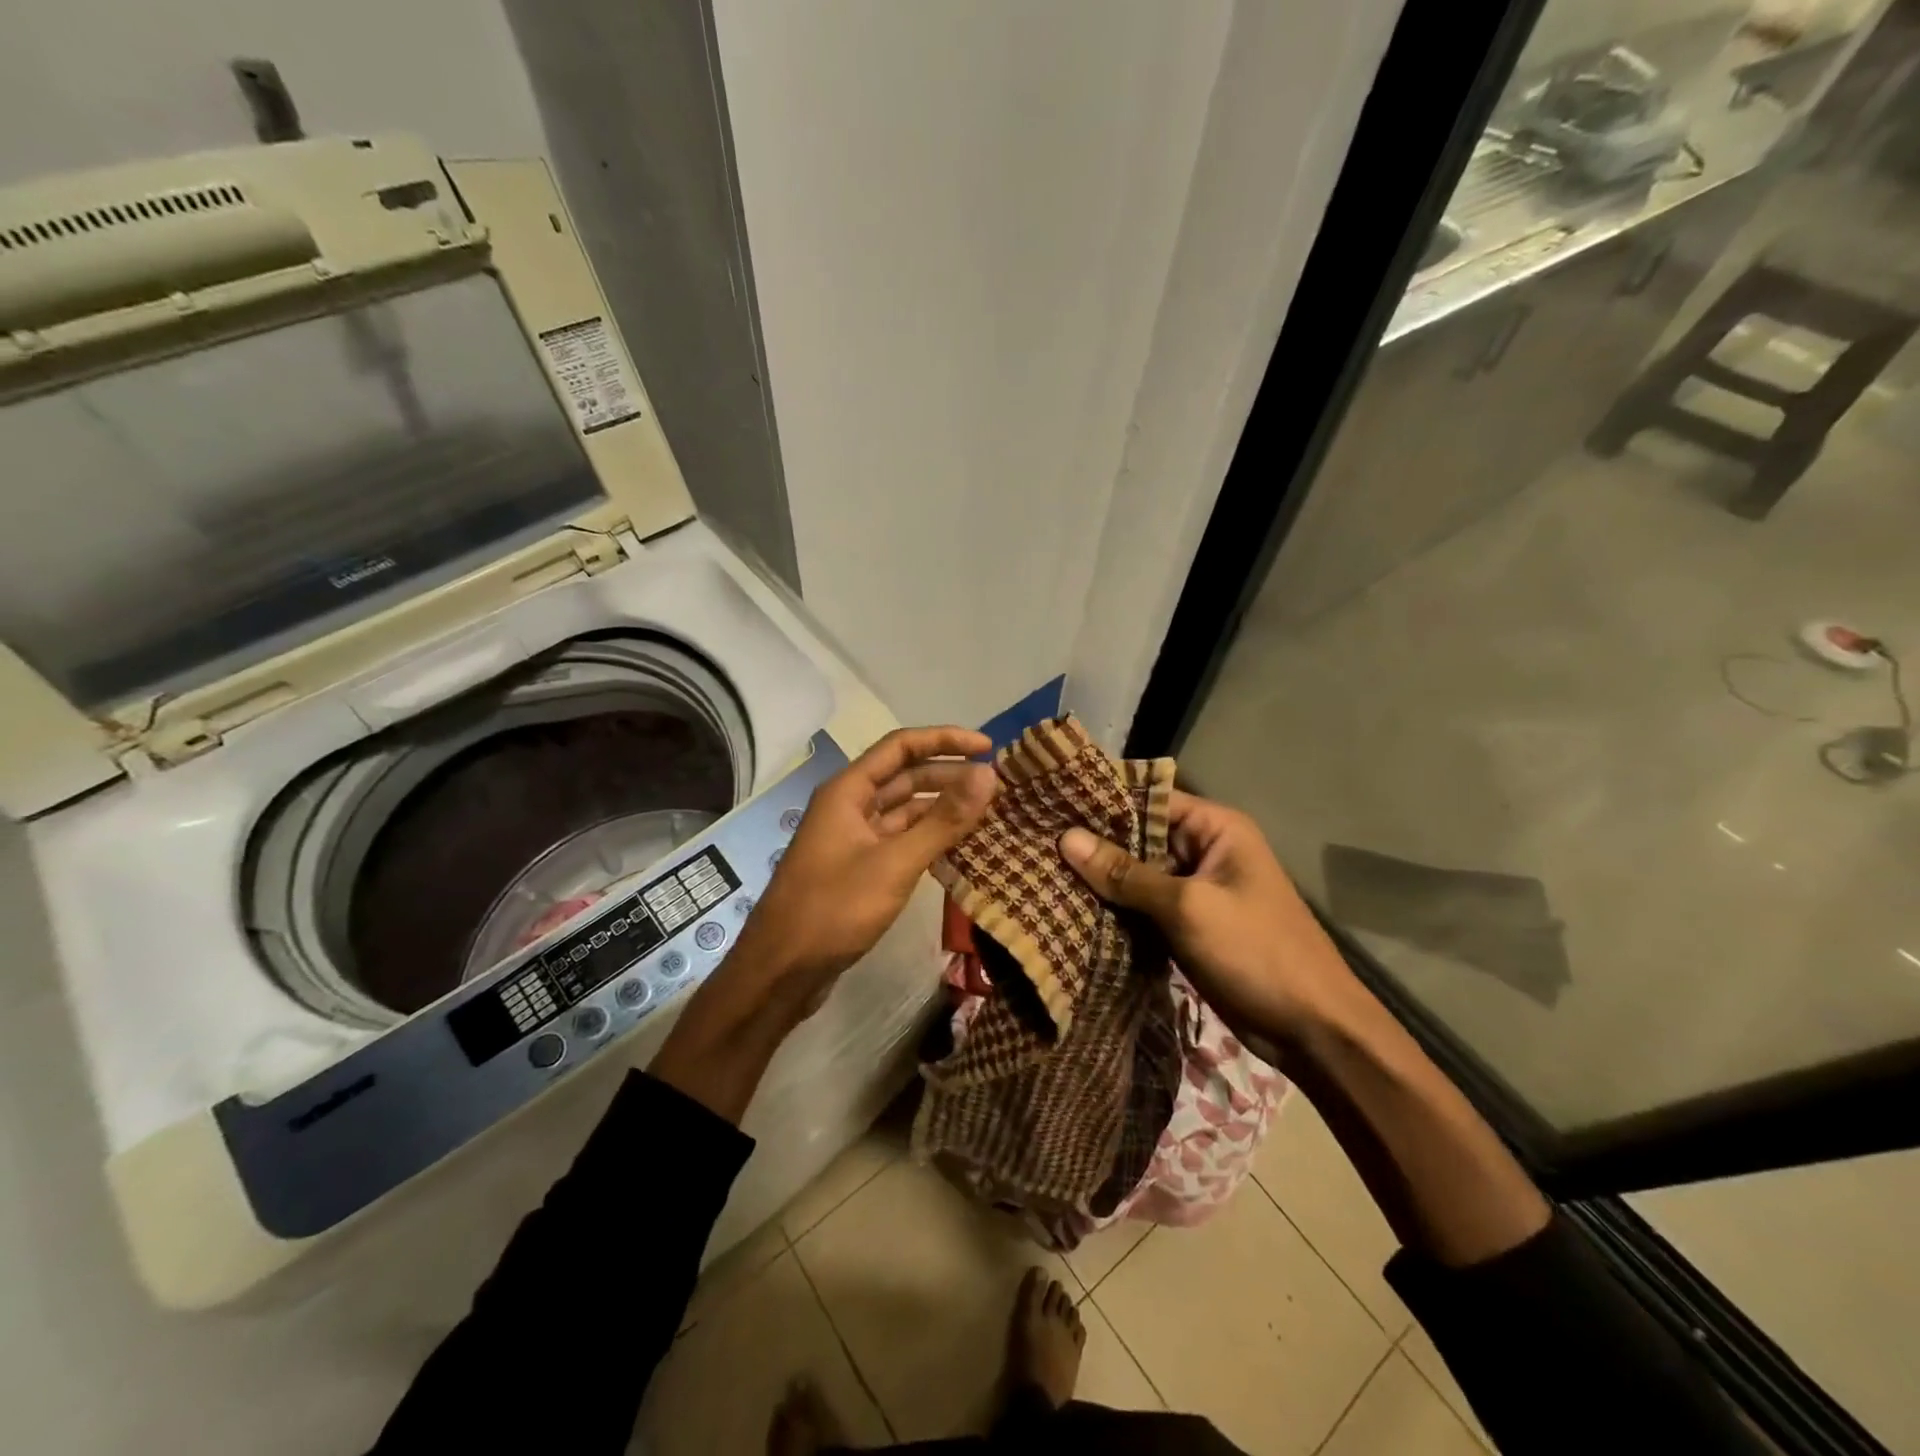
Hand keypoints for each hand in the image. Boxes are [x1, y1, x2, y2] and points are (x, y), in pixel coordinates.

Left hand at [732, 726, 997, 1013]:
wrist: (781, 971)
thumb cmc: (834, 909)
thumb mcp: (895, 863)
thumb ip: (943, 820)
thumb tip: (988, 774)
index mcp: (848, 791)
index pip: (901, 746)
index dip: (945, 740)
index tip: (988, 747)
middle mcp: (849, 806)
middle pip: (904, 776)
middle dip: (948, 774)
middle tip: (996, 783)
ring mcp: (852, 838)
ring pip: (904, 810)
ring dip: (941, 807)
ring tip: (986, 811)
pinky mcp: (858, 868)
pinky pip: (899, 839)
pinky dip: (928, 837)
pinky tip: (959, 846)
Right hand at [1058, 791, 1355, 1039]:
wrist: (1312, 1030)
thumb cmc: (1256, 952)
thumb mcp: (1187, 908)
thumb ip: (1126, 874)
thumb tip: (1066, 838)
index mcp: (1215, 828)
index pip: (1149, 799)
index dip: (1102, 801)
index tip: (1050, 803)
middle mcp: (1203, 850)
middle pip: (1139, 837)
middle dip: (1094, 843)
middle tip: (1035, 841)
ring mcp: (1195, 891)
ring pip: (1137, 875)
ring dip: (1100, 879)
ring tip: (1040, 871)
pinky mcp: (1187, 925)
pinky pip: (1142, 907)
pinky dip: (1114, 909)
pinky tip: (1070, 908)